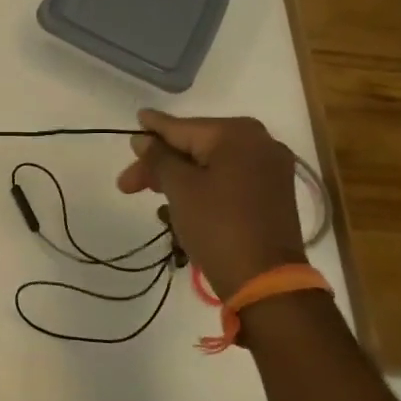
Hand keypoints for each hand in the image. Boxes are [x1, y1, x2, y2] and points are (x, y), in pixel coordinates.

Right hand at [116, 110, 305, 298]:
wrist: (265, 280)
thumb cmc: (217, 225)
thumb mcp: (180, 188)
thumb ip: (159, 158)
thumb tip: (144, 139)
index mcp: (237, 134)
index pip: (182, 128)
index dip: (153, 130)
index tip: (135, 120)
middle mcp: (259, 143)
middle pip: (197, 146)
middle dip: (161, 163)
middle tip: (128, 183)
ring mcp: (270, 169)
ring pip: (211, 164)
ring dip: (179, 177)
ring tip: (150, 192)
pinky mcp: (272, 194)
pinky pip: (228, 179)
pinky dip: (203, 186)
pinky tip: (179, 200)